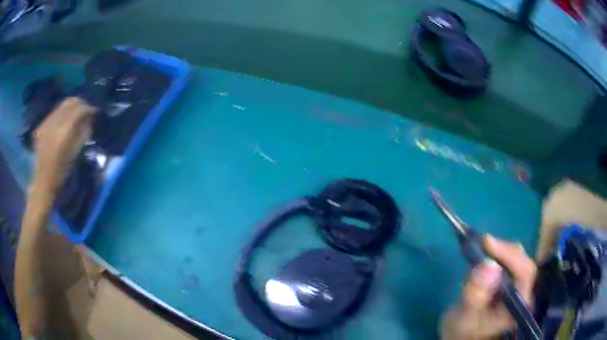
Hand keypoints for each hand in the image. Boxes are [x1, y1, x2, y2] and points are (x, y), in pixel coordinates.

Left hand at [33, 97, 95, 195]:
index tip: (94, 112)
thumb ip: (83, 134)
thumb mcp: (75, 154)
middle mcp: (54, 123)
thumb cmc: (61, 173)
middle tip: (86, 111)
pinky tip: (63, 122)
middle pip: (70, 102)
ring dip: (70, 107)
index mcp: (64, 132)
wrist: (43, 182)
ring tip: (75, 115)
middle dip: (80, 104)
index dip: (88, 108)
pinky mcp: (41, 126)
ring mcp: (46, 123)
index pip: (79, 109)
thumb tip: (89, 120)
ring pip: (61, 105)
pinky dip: (61, 114)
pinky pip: (54, 113)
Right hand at [441, 235, 536, 339]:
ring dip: (501, 251)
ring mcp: (519, 287)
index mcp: (519, 305)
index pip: (525, 272)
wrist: (462, 334)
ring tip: (483, 248)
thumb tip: (488, 264)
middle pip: (523, 263)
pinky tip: (487, 253)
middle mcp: (525, 294)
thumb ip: (476, 295)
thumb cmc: (463, 329)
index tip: (487, 242)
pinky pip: (510, 262)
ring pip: (518, 259)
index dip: (509, 255)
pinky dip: (499, 254)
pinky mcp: (512, 282)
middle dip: (505, 251)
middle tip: (483, 242)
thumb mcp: (465, 315)